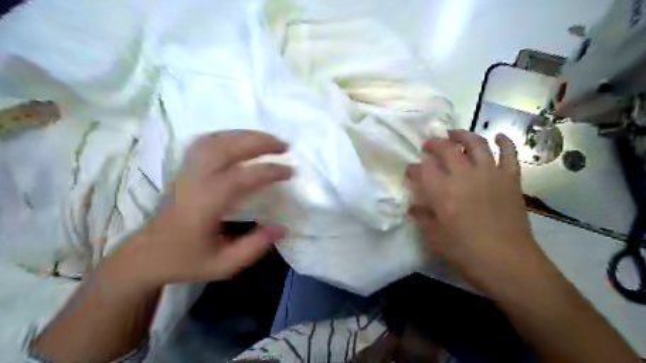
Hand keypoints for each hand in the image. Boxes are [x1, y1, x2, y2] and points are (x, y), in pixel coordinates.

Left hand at [111, 131, 292, 288]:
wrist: (147, 255)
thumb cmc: (187, 260)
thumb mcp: (224, 265)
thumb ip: (255, 247)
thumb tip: (282, 228)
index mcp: (206, 205)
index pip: (242, 177)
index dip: (269, 171)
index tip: (290, 171)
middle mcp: (195, 181)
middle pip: (227, 149)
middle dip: (259, 142)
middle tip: (284, 146)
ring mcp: (187, 171)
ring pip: (216, 140)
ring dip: (245, 135)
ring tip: (268, 139)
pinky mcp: (184, 169)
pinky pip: (205, 142)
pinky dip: (227, 135)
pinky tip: (241, 140)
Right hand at [408, 130, 543, 288]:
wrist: (509, 264)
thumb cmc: (466, 253)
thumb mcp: (435, 238)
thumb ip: (423, 218)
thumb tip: (413, 207)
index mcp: (442, 192)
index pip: (423, 170)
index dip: (414, 168)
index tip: (410, 171)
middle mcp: (464, 176)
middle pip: (446, 149)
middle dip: (434, 144)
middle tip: (428, 145)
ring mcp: (490, 174)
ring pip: (476, 144)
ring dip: (463, 135)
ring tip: (455, 133)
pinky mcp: (510, 179)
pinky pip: (509, 154)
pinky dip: (504, 142)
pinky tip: (498, 136)